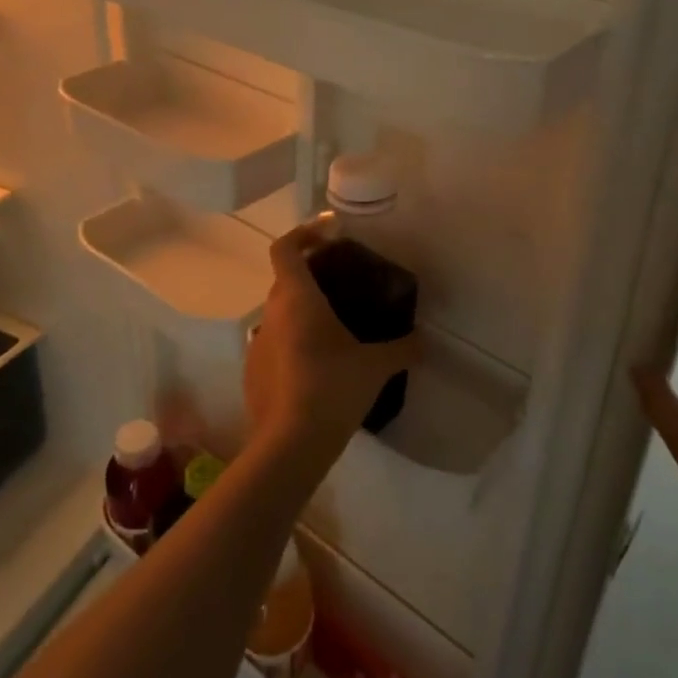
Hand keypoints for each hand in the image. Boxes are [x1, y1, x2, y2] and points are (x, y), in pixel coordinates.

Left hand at [244, 220, 410, 473]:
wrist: (290, 444)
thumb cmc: (332, 388)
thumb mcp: (376, 366)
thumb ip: (402, 348)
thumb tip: (424, 341)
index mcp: (296, 298)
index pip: (286, 248)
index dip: (304, 233)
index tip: (328, 234)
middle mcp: (271, 313)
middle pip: (284, 279)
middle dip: (310, 275)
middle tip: (342, 284)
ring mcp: (257, 344)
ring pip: (279, 313)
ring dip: (301, 311)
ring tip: (334, 327)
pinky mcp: (253, 372)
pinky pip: (274, 344)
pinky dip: (293, 343)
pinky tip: (318, 366)